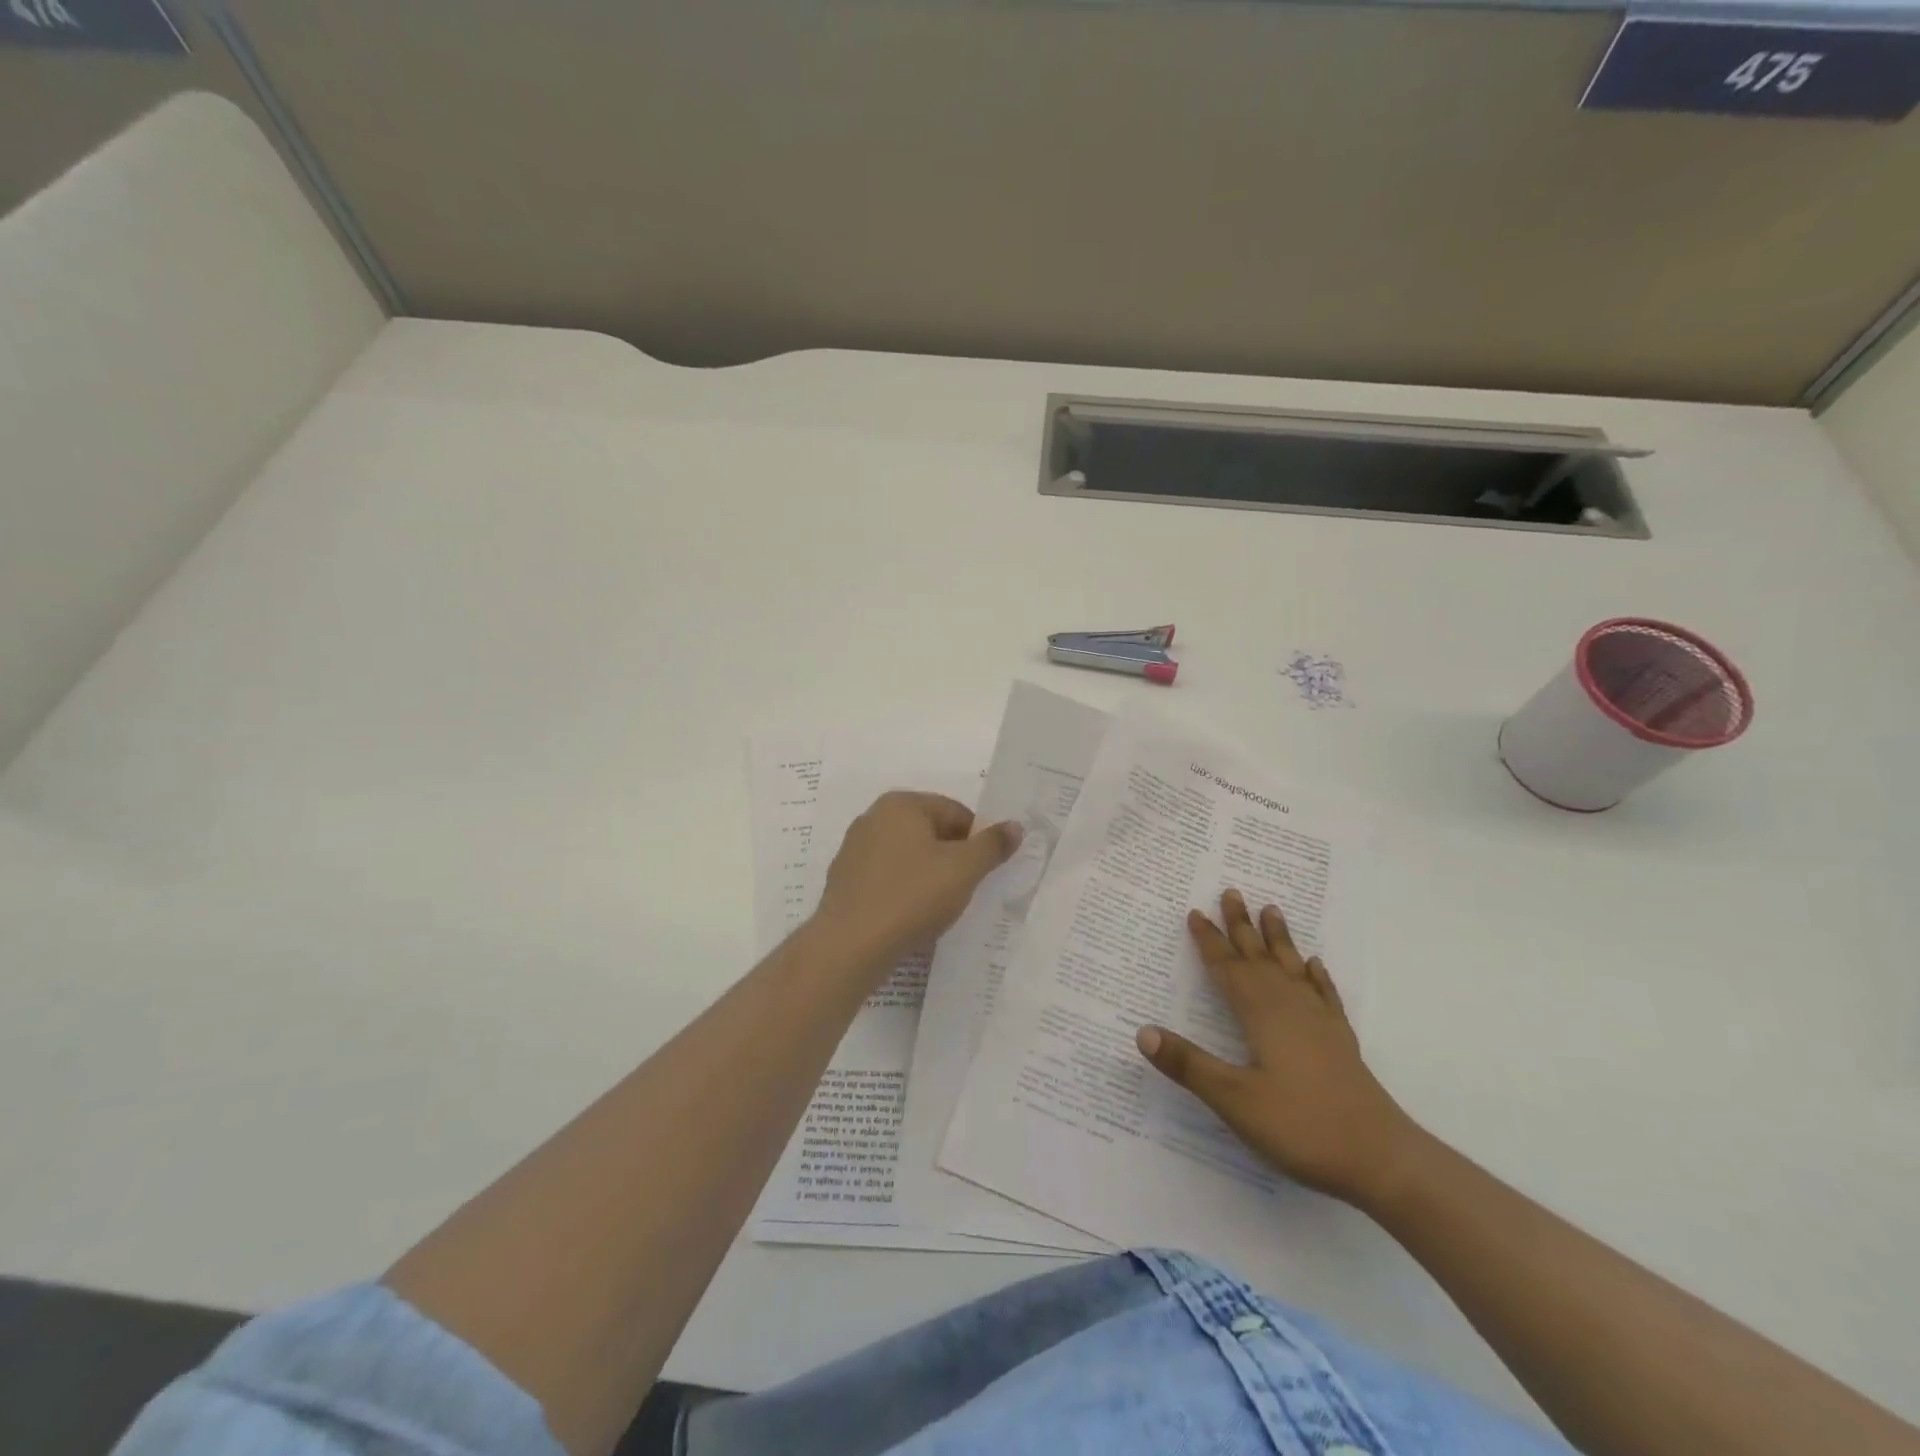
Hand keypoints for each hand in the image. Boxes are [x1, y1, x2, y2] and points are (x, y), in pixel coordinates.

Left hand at [814, 791, 1022, 974]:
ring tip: (938, 907)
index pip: (955, 812)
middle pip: (930, 831)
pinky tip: (910, 916)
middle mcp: (873, 817)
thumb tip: (1015, 826)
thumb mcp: (964, 869)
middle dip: (952, 857)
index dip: (976, 841)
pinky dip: (903, 890)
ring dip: (928, 875)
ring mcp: (854, 849)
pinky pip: (887, 878)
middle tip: (964, 890)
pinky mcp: (845, 880)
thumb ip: (992, 845)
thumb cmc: (912, 896)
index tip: (983, 872)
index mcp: (901, 804)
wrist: (850, 945)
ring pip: (908, 856)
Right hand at [1136, 889, 1418, 1208]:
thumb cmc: (1301, 1126)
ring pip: (1292, 968)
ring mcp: (1319, 1023)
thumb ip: (1188, 1064)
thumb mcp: (1234, 1100)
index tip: (1195, 912)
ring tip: (1272, 909)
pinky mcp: (1340, 1042)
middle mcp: (1290, 1008)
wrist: (1381, 1159)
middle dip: (1241, 926)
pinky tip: (1315, 965)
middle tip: (1231, 892)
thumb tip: (1142, 1032)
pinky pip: (1324, 995)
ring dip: (1278, 939)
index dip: (1209, 942)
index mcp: (1262, 1015)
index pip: (1228, 969)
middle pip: (1259, 958)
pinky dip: (1317, 976)